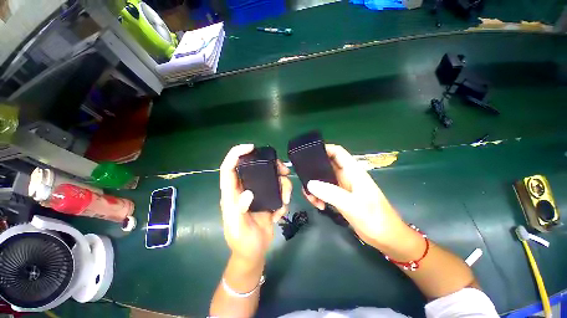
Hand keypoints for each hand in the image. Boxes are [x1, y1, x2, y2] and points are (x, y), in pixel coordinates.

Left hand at [220, 144, 291, 265]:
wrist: (254, 252)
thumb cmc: (241, 240)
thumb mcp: (237, 228)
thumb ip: (239, 210)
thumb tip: (248, 193)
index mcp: (232, 193)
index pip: (229, 168)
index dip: (236, 154)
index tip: (251, 147)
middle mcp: (245, 189)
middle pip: (257, 168)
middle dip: (271, 166)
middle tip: (284, 170)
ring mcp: (258, 193)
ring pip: (272, 178)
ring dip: (283, 185)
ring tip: (285, 201)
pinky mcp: (269, 198)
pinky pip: (279, 191)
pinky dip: (283, 199)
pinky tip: (279, 213)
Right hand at [303, 144, 406, 247]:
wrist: (386, 238)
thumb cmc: (375, 218)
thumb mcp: (352, 205)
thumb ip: (331, 193)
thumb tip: (310, 184)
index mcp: (353, 171)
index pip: (337, 152)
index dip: (324, 149)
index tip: (308, 154)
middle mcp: (346, 176)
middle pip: (326, 165)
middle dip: (314, 171)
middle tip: (304, 180)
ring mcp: (342, 187)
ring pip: (323, 179)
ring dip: (314, 186)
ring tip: (311, 198)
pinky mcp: (340, 197)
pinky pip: (324, 191)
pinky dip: (318, 195)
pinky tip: (319, 205)